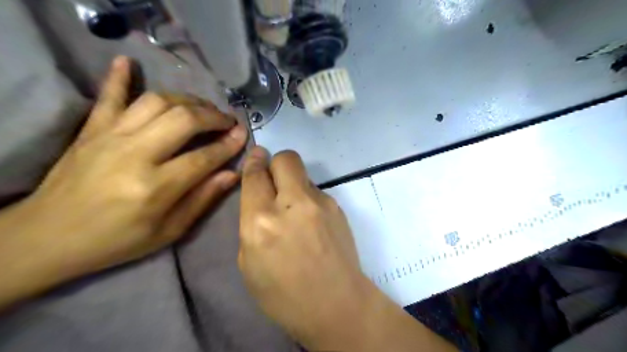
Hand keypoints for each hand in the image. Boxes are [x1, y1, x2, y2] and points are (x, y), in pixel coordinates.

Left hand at [1, 55, 250, 307]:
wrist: (49, 237)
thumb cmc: (117, 240)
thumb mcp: (168, 232)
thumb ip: (202, 199)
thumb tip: (232, 174)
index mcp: (156, 187)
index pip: (204, 157)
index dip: (229, 144)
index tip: (243, 135)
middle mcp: (135, 155)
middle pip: (184, 120)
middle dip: (213, 116)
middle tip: (227, 121)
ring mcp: (110, 137)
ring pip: (157, 102)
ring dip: (187, 100)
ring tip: (202, 109)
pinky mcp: (91, 129)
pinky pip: (108, 95)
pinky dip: (119, 77)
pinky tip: (128, 62)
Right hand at [238, 146, 368, 348]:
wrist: (336, 304)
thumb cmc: (283, 294)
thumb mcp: (249, 263)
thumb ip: (251, 223)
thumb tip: (261, 198)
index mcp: (261, 222)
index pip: (255, 175)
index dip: (254, 162)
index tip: (256, 157)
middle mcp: (292, 204)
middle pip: (286, 159)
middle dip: (276, 163)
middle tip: (275, 180)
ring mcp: (320, 203)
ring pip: (303, 175)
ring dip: (294, 186)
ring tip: (297, 213)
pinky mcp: (338, 207)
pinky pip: (317, 192)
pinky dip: (309, 200)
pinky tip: (313, 223)